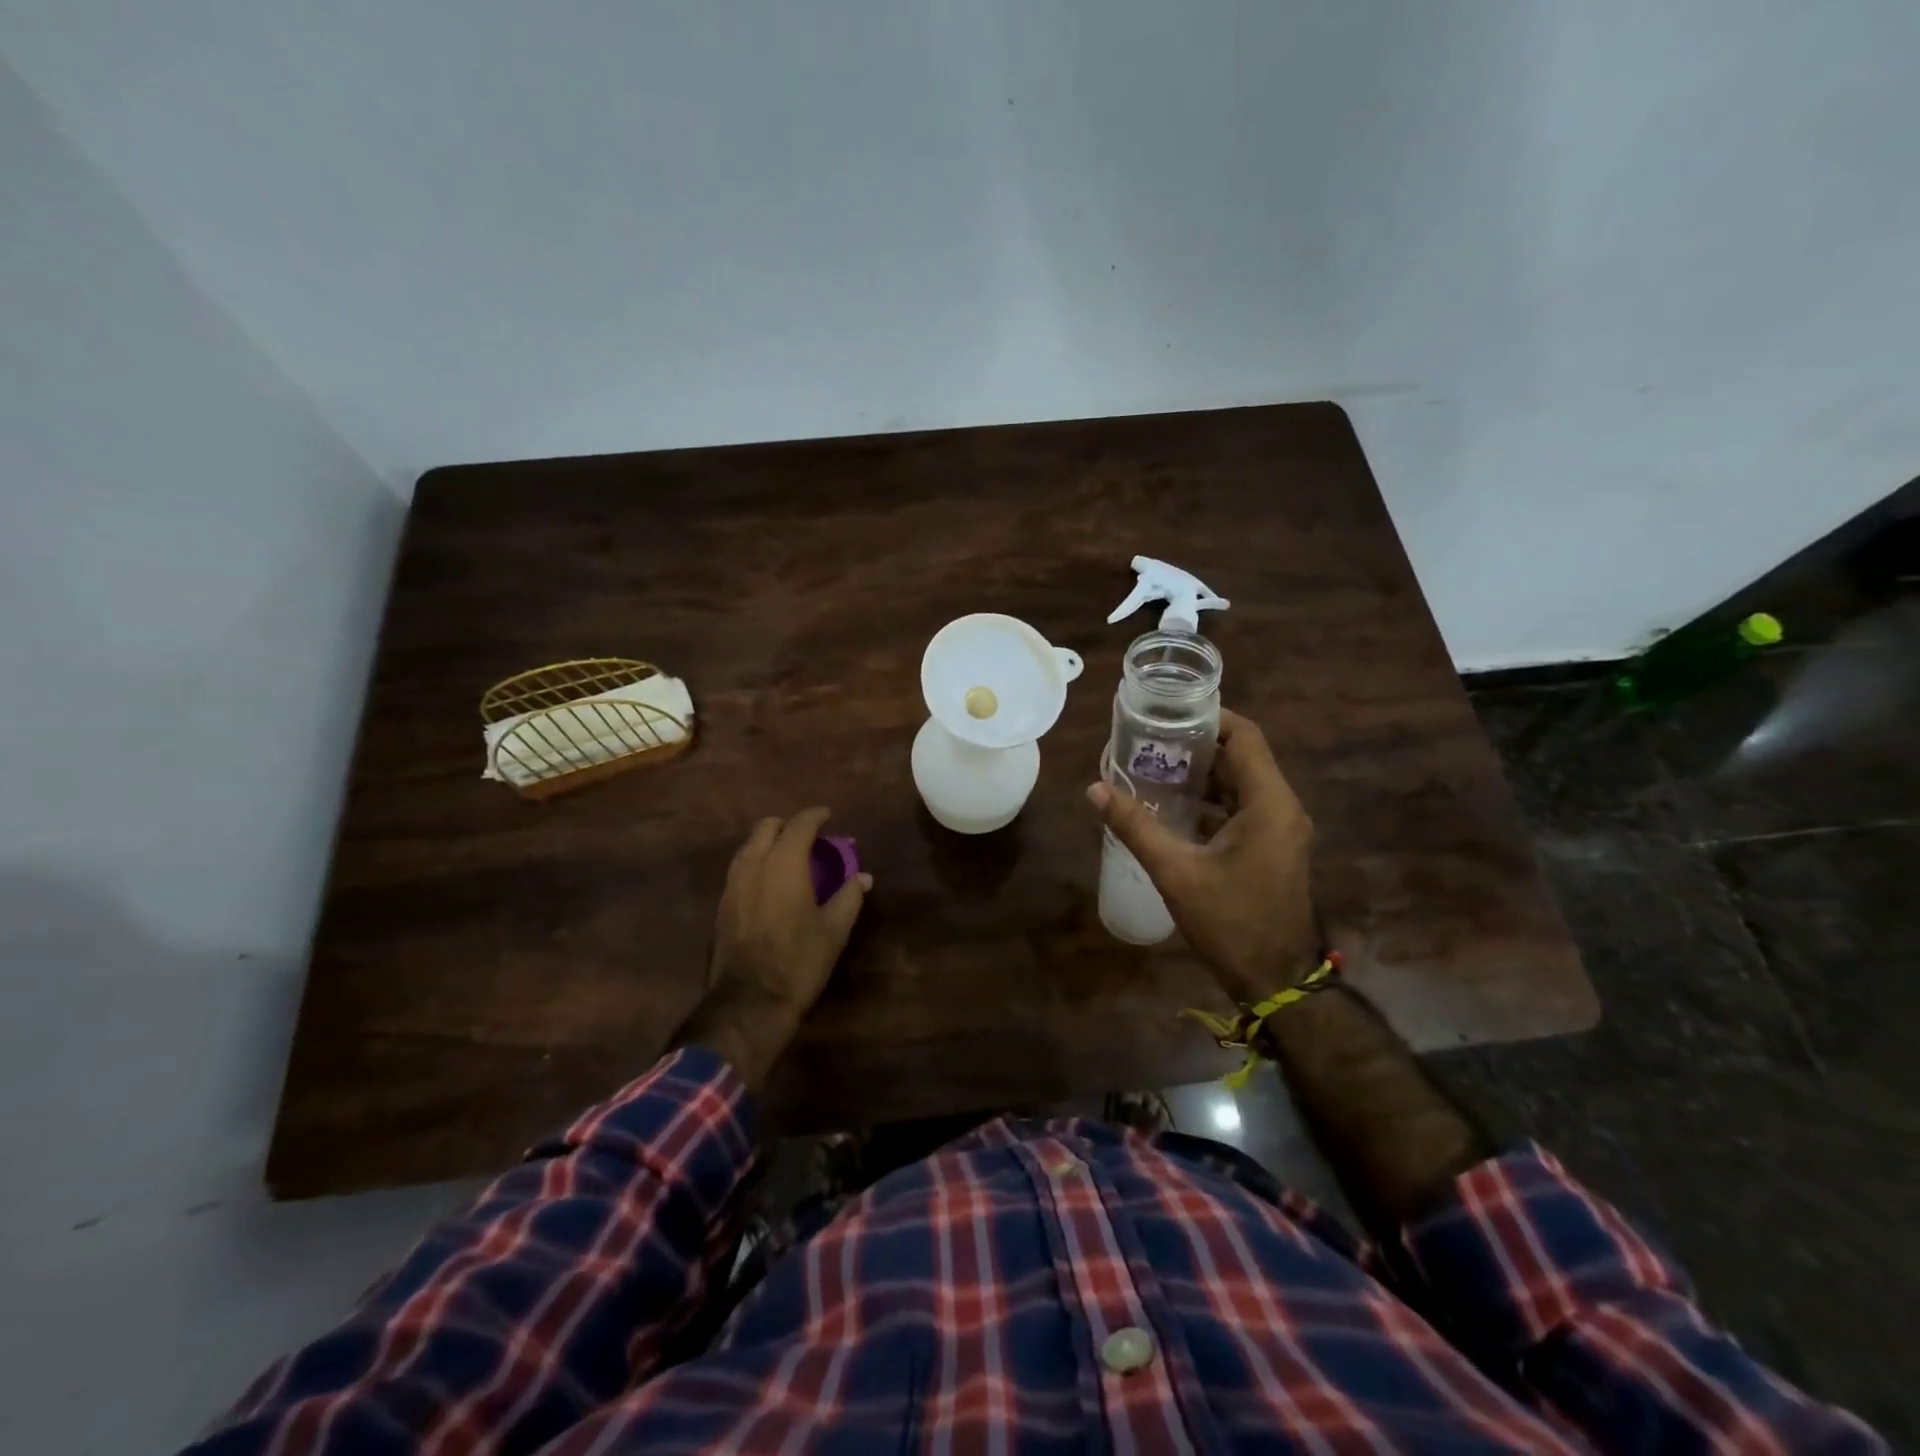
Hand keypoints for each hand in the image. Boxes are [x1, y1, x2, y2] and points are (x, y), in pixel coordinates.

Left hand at [673, 807, 870, 1088]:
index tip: (828, 815)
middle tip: (808, 836)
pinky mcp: (722, 904)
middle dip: (788, 825)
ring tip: (788, 856)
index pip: (799, 825)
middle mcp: (754, 865)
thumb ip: (849, 897)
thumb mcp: (834, 930)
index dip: (815, 816)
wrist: (749, 1001)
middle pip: (766, 828)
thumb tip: (863, 878)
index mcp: (784, 864)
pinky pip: (739, 868)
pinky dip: (756, 862)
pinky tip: (769, 881)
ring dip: (768, 842)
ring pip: (749, 847)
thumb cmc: (799, 961)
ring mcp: (732, 884)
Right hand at [1087, 710, 1315, 1004]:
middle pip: (1241, 758)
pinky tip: (1172, 807)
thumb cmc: (1230, 922)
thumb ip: (1135, 827)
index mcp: (1269, 803)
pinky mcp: (1272, 848)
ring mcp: (1280, 830)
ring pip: (1241, 784)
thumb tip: (1094, 789)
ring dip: (1202, 775)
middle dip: (1196, 746)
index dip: (1209, 718)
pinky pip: (1242, 809)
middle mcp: (1282, 808)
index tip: (1168, 714)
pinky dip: (1210, 801)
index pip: (1244, 737)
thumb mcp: (1176, 872)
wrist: (1275, 980)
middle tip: (1149, 740)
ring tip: (1153, 767)